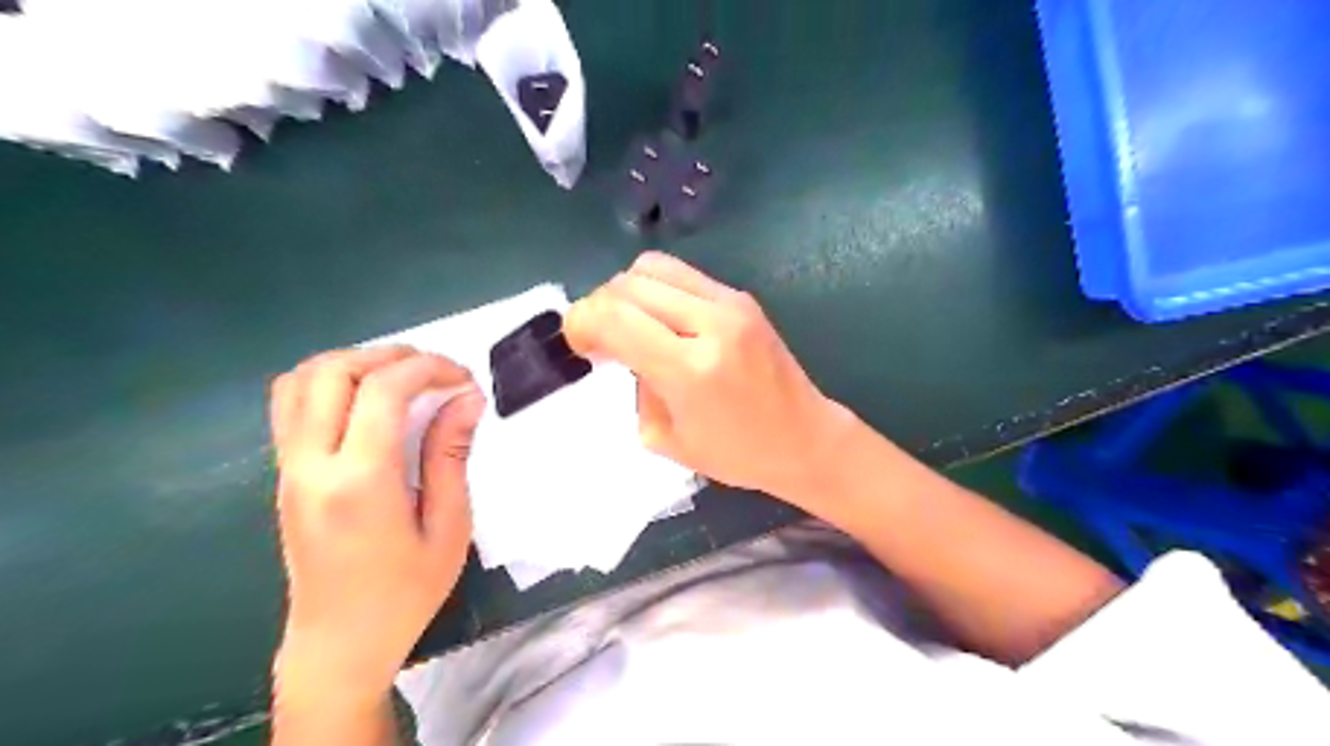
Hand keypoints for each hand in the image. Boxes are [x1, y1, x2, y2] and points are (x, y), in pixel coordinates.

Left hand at [266, 346, 487, 706]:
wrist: (339, 641)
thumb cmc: (405, 591)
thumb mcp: (448, 526)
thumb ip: (451, 455)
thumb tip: (466, 400)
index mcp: (359, 480)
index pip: (383, 389)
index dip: (429, 368)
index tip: (464, 379)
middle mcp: (312, 464)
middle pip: (334, 371)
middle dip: (390, 355)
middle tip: (435, 370)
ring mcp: (289, 467)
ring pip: (301, 379)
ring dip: (354, 361)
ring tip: (400, 377)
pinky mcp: (284, 474)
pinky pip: (290, 404)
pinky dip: (327, 381)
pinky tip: (365, 399)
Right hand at [561, 252, 852, 505]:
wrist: (804, 438)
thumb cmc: (736, 454)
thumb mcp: (666, 439)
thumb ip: (635, 388)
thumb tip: (621, 351)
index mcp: (689, 369)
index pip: (613, 316)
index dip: (580, 323)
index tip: (581, 347)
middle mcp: (710, 324)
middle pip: (628, 284)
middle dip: (599, 306)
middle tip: (602, 339)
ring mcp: (731, 303)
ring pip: (653, 267)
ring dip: (627, 292)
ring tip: (631, 325)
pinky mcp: (742, 297)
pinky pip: (682, 274)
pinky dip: (657, 290)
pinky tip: (662, 320)